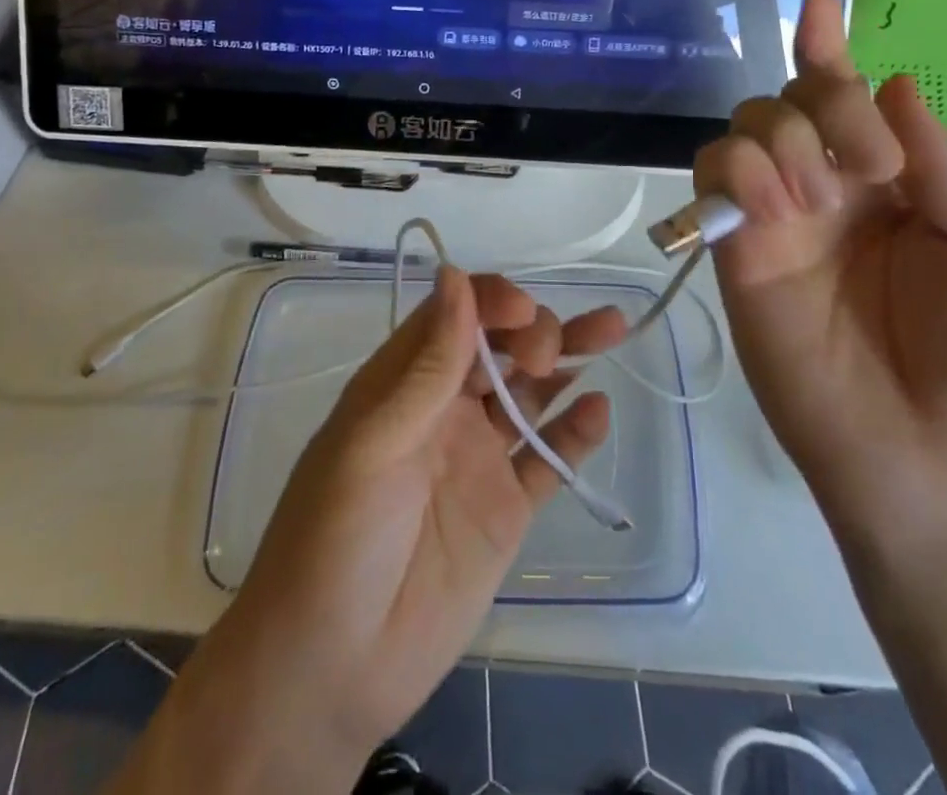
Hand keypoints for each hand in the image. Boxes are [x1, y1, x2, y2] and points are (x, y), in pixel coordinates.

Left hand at [128, 270, 626, 794]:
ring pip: (532, 391)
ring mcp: (478, 456)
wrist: (333, 670)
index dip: (491, 300)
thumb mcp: (370, 444)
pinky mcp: (507, 507)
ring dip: (569, 358)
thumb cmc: (334, 540)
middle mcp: (445, 407)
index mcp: (403, 382)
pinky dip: (575, 431)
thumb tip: (457, 277)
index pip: (455, 315)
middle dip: (533, 329)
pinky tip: (598, 409)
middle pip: (501, 346)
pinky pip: (548, 457)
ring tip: (613, 330)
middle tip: (547, 352)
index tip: (523, 312)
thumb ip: (424, 368)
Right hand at [694, 0, 946, 552]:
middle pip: (791, 99)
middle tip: (870, 170)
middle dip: (824, 106)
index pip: (848, 98)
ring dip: (782, 139)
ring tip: (819, 200)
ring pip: (746, 126)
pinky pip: (715, 175)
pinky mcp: (736, 248)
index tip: (818, 3)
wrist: (933, 461)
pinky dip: (739, 170)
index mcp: (892, 181)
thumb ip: (946, 167)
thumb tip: (892, 83)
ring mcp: (777, 217)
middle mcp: (828, 187)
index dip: (828, 48)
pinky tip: (778, 208)